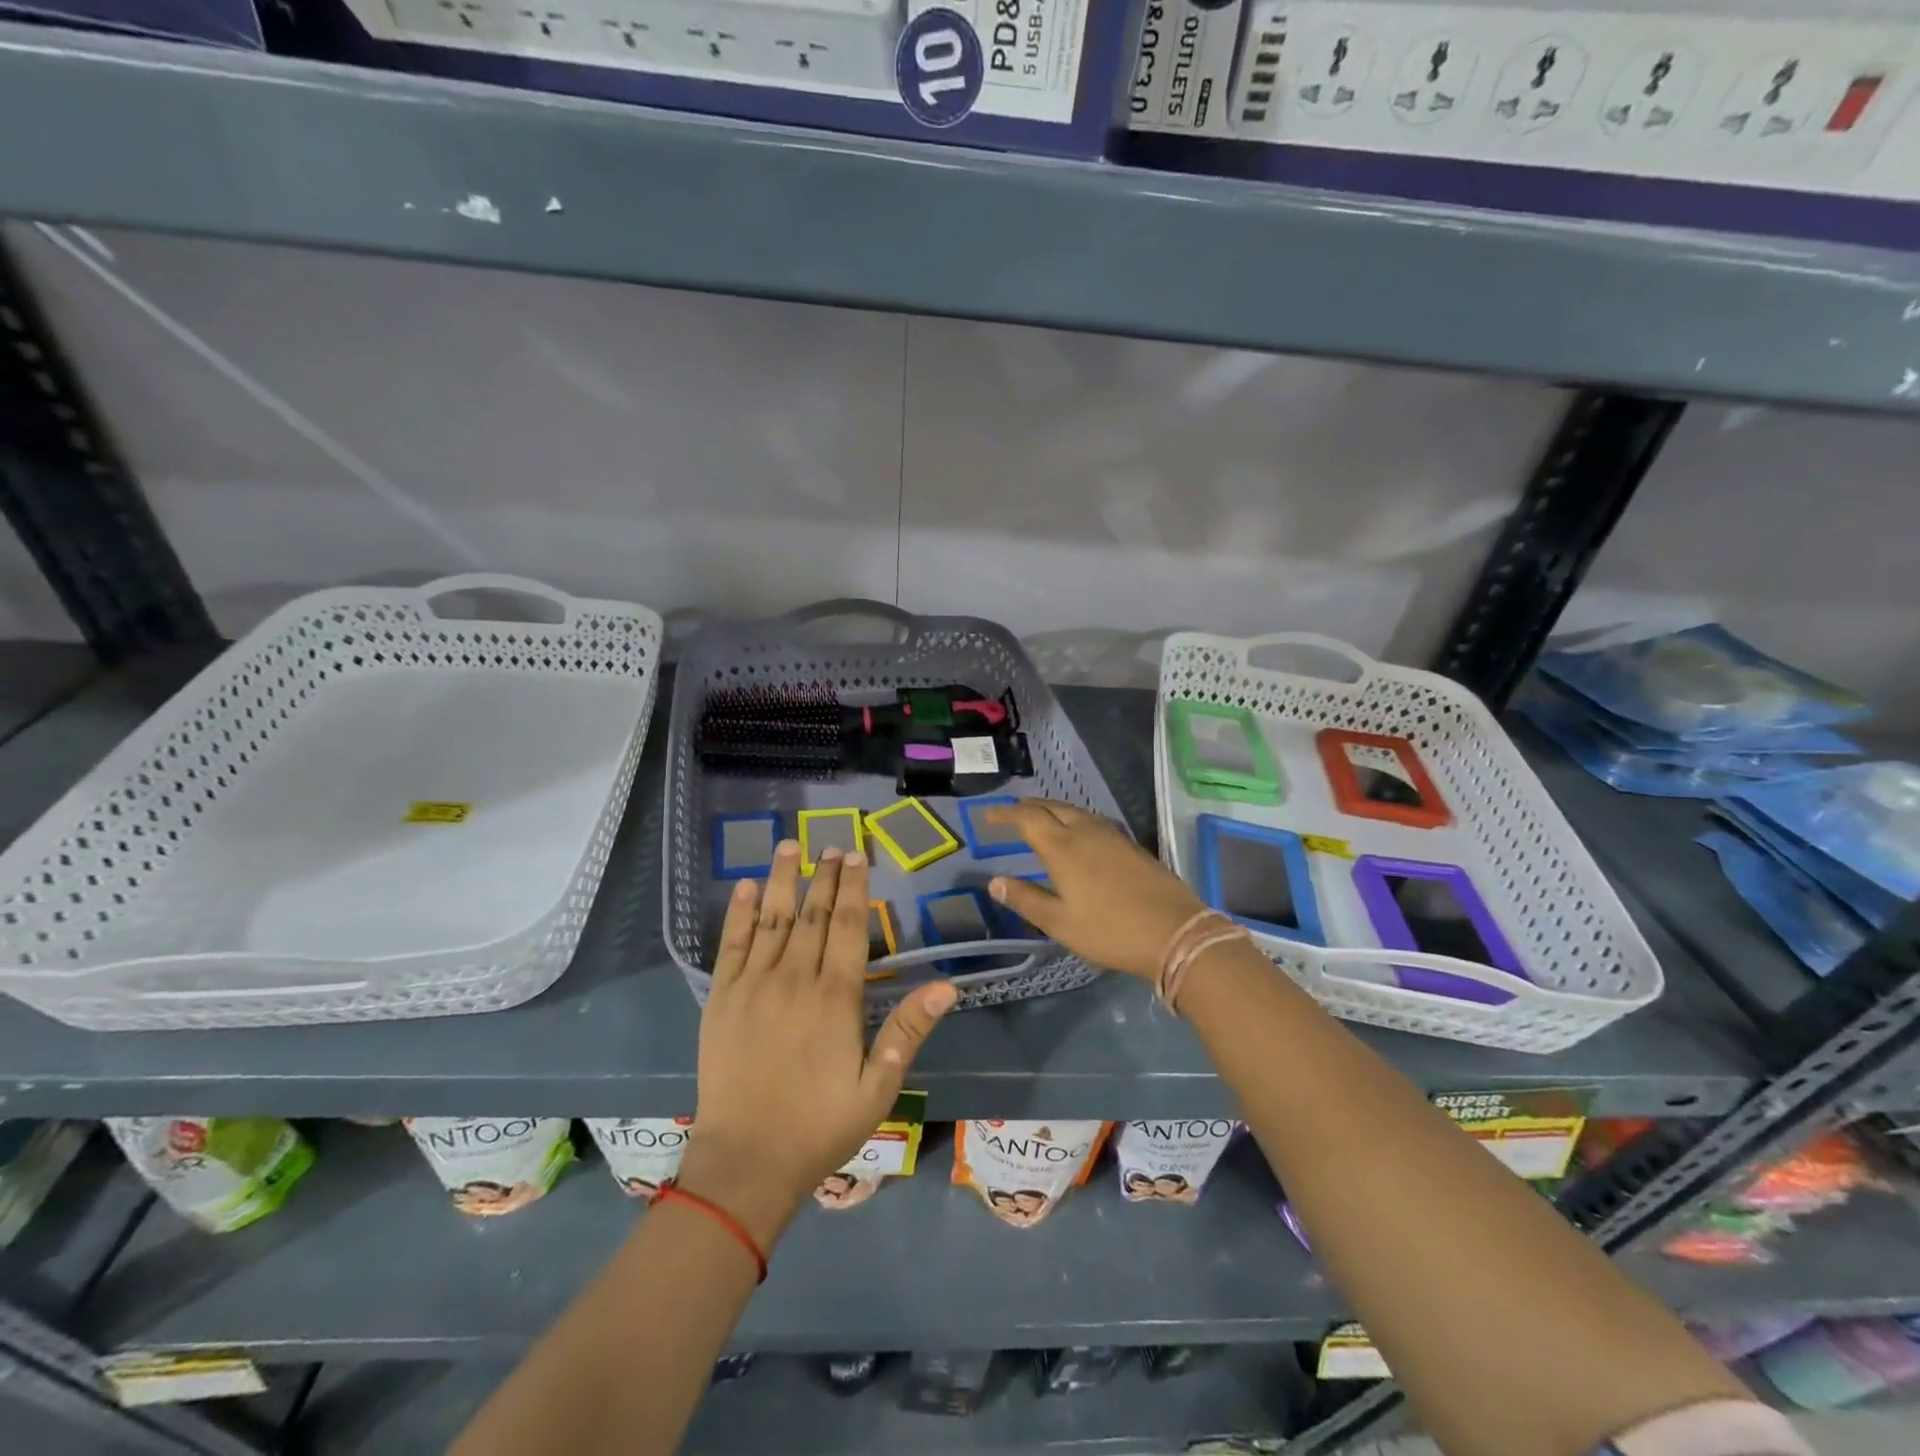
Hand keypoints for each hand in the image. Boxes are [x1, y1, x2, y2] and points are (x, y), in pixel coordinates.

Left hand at [683, 842, 956, 1246]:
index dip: (855, 888)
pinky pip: (731, 945)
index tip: (857, 857)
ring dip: (781, 880)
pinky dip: (738, 913)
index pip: (849, 926)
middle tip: (832, 844)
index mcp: (836, 996)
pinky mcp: (722, 999)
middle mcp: (795, 978)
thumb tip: (946, 987)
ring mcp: (754, 985)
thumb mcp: (877, 1087)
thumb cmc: (819, 1126)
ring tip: (789, 846)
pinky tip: (743, 888)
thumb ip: (907, 1031)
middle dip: (824, 876)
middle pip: (814, 914)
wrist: (746, 1161)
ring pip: (772, 919)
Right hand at [982, 800, 1206, 980]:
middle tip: (1012, 815)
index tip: (988, 816)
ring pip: (1075, 811)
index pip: (1027, 818)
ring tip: (1040, 820)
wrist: (1175, 933)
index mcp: (1063, 848)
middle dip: (1028, 808)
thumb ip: (1026, 899)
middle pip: (1052, 807)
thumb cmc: (1110, 931)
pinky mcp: (1131, 845)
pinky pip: (1093, 821)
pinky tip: (1077, 835)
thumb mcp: (1060, 923)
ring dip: (1052, 811)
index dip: (1005, 815)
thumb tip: (995, 881)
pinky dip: (1074, 820)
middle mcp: (1086, 832)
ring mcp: (1112, 836)